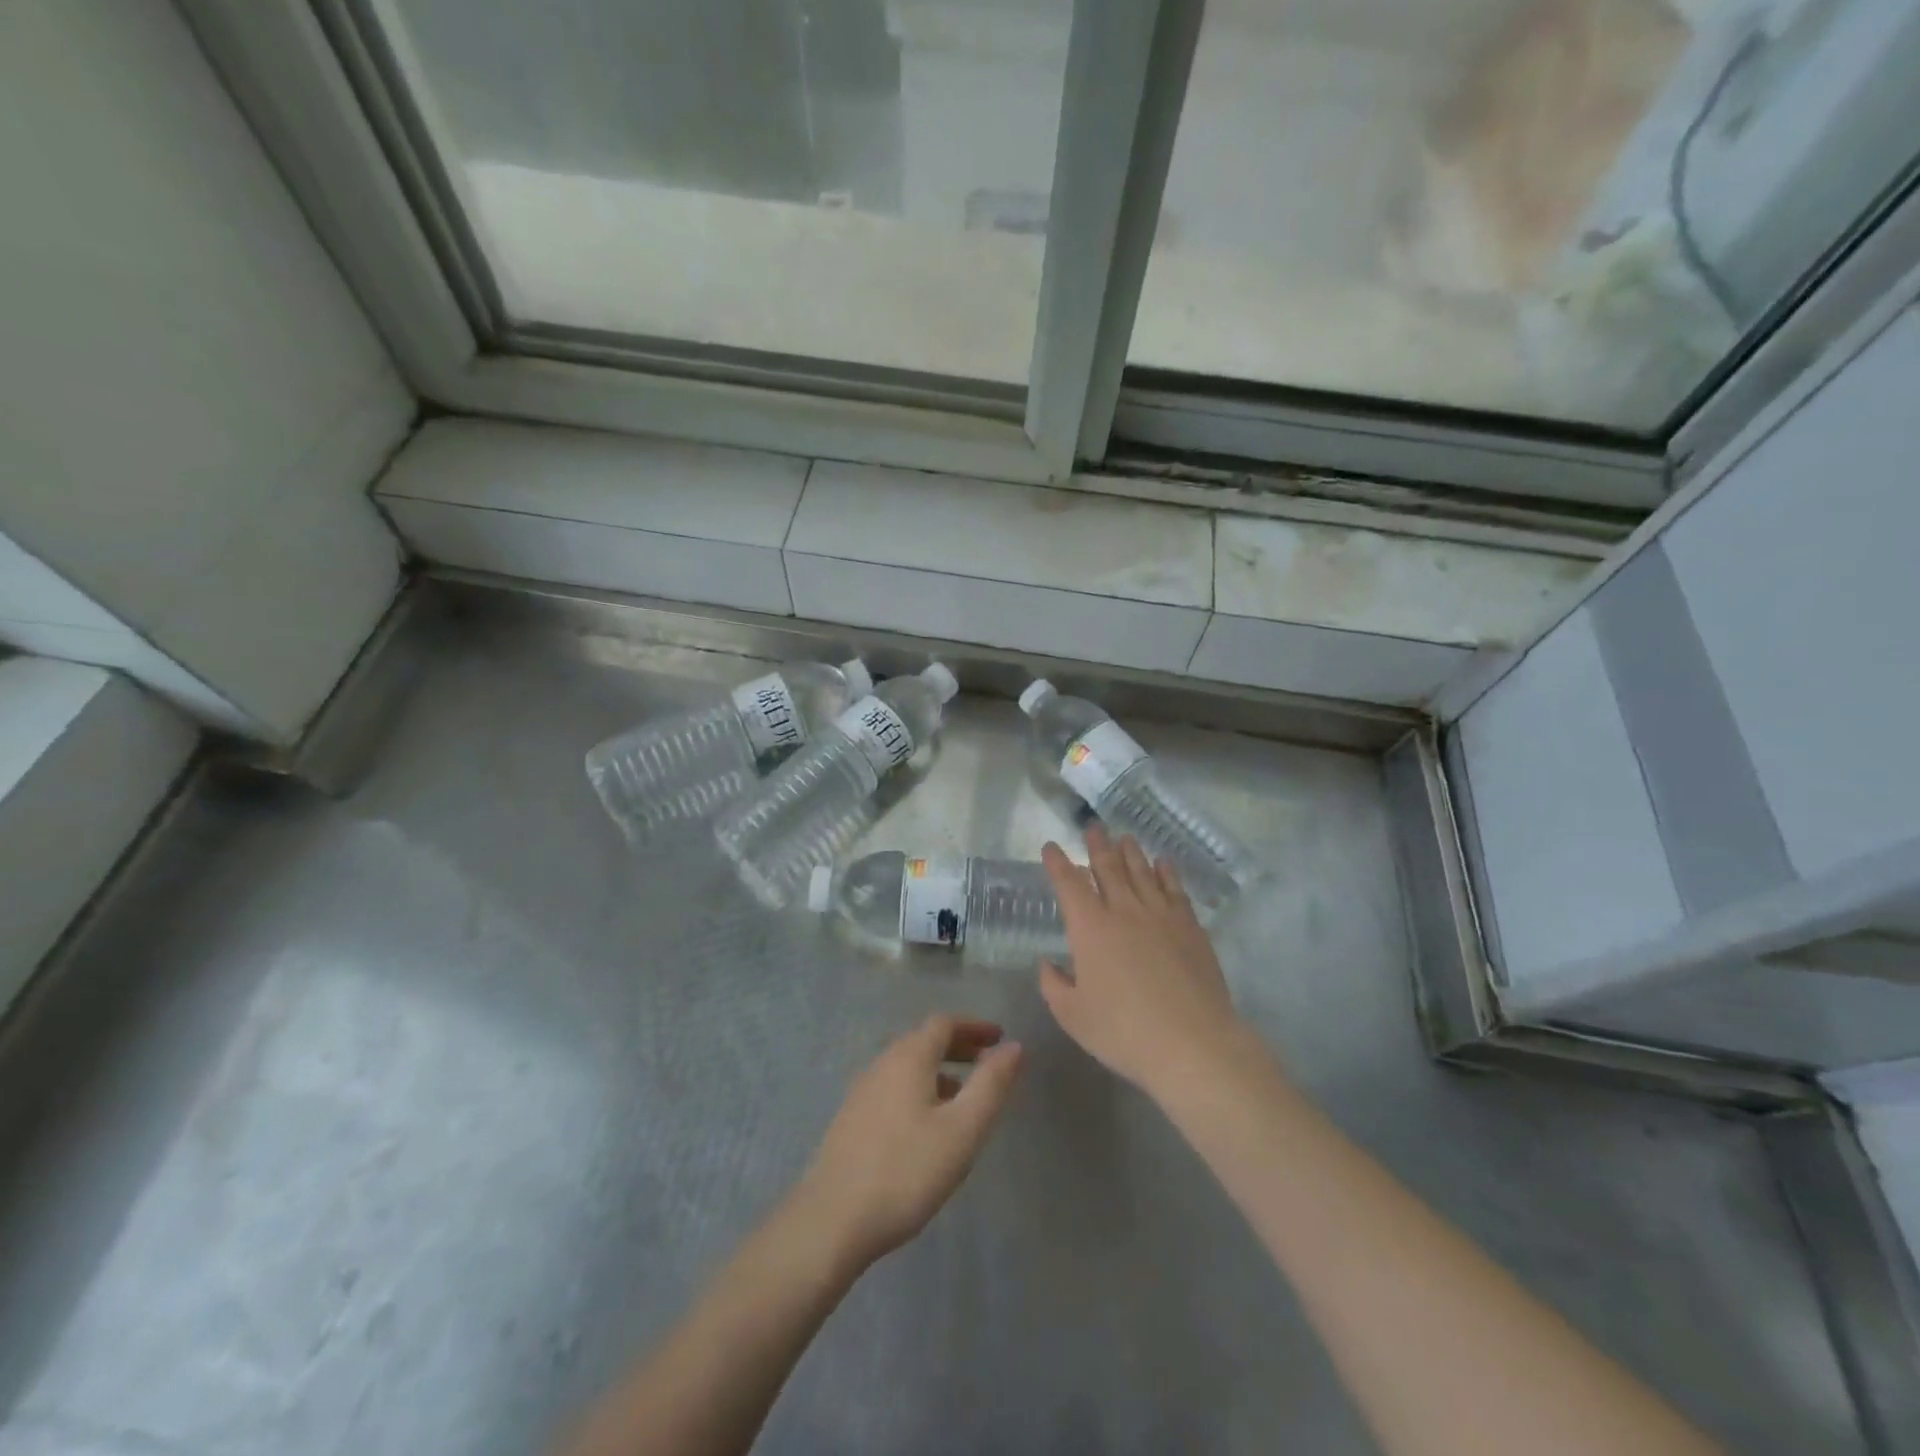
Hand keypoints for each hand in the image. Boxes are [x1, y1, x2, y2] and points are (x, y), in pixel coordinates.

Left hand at [794, 1015, 1023, 1271]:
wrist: (831, 1221)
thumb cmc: (906, 1171)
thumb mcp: (962, 1129)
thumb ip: (990, 1084)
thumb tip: (1014, 1046)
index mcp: (908, 1058)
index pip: (944, 1023)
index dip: (974, 1026)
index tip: (999, 1037)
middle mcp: (882, 1064)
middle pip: (923, 1040)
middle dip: (958, 1045)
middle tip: (987, 1061)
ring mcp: (862, 1091)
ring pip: (907, 1066)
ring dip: (939, 1069)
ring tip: (963, 1096)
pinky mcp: (852, 1120)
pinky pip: (894, 1087)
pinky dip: (919, 1088)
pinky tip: (928, 1125)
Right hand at [1039, 826, 1244, 1099]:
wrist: (1193, 1043)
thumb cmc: (1124, 1031)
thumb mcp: (1073, 1015)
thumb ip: (1054, 985)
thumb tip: (1047, 963)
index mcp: (1089, 928)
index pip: (1069, 884)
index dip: (1058, 863)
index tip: (1051, 847)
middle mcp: (1123, 910)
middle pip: (1108, 867)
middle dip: (1097, 845)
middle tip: (1093, 827)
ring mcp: (1161, 915)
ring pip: (1142, 872)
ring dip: (1131, 852)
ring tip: (1124, 837)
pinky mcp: (1190, 926)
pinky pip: (1175, 889)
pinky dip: (1166, 871)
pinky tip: (1163, 863)